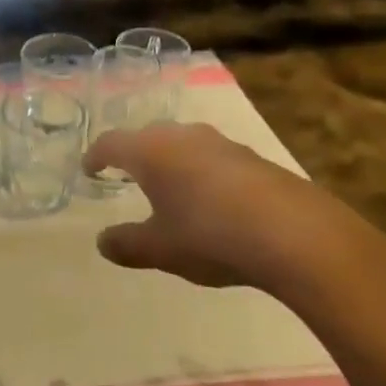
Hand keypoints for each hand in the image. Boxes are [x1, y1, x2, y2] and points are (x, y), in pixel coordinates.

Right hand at [82, 122, 385, 308]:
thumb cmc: (210, 236)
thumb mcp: (161, 249)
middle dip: (134, 154)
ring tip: (169, 185)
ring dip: (171, 160)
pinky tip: (211, 199)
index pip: (112, 143)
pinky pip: (213, 157)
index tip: (90, 170)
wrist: (295, 234)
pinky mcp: (253, 157)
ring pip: (183, 143)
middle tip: (126, 174)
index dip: (96, 156)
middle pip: (148, 136)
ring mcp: (221, 143)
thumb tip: (102, 241)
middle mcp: (183, 137)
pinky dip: (201, 172)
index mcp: (151, 152)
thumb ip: (127, 244)